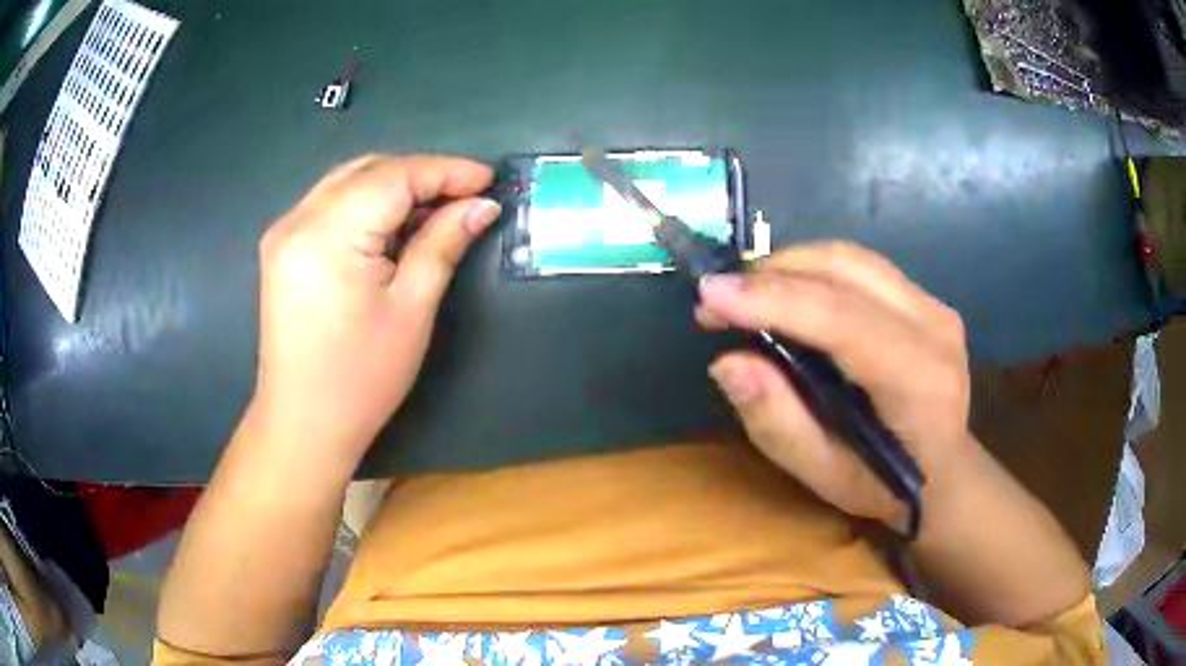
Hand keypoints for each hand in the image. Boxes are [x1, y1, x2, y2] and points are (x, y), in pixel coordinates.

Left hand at [252, 154, 499, 462]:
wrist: (303, 423)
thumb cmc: (361, 377)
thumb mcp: (411, 309)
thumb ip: (443, 243)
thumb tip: (482, 205)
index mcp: (328, 233)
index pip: (394, 177)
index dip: (446, 171)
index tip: (488, 180)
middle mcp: (298, 219)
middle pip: (369, 170)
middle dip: (420, 175)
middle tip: (464, 197)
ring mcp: (283, 231)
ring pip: (348, 182)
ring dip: (393, 187)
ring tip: (434, 211)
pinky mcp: (281, 247)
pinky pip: (330, 204)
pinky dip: (366, 205)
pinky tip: (391, 228)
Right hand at [696, 242, 973, 531]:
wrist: (946, 472)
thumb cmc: (885, 487)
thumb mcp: (824, 477)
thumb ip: (778, 423)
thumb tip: (728, 362)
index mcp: (919, 381)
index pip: (842, 319)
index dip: (774, 300)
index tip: (709, 296)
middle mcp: (935, 327)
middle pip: (845, 269)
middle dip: (771, 274)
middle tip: (716, 300)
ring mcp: (935, 305)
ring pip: (850, 258)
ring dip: (788, 266)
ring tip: (744, 295)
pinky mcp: (925, 297)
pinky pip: (860, 267)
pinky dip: (813, 272)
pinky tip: (787, 296)